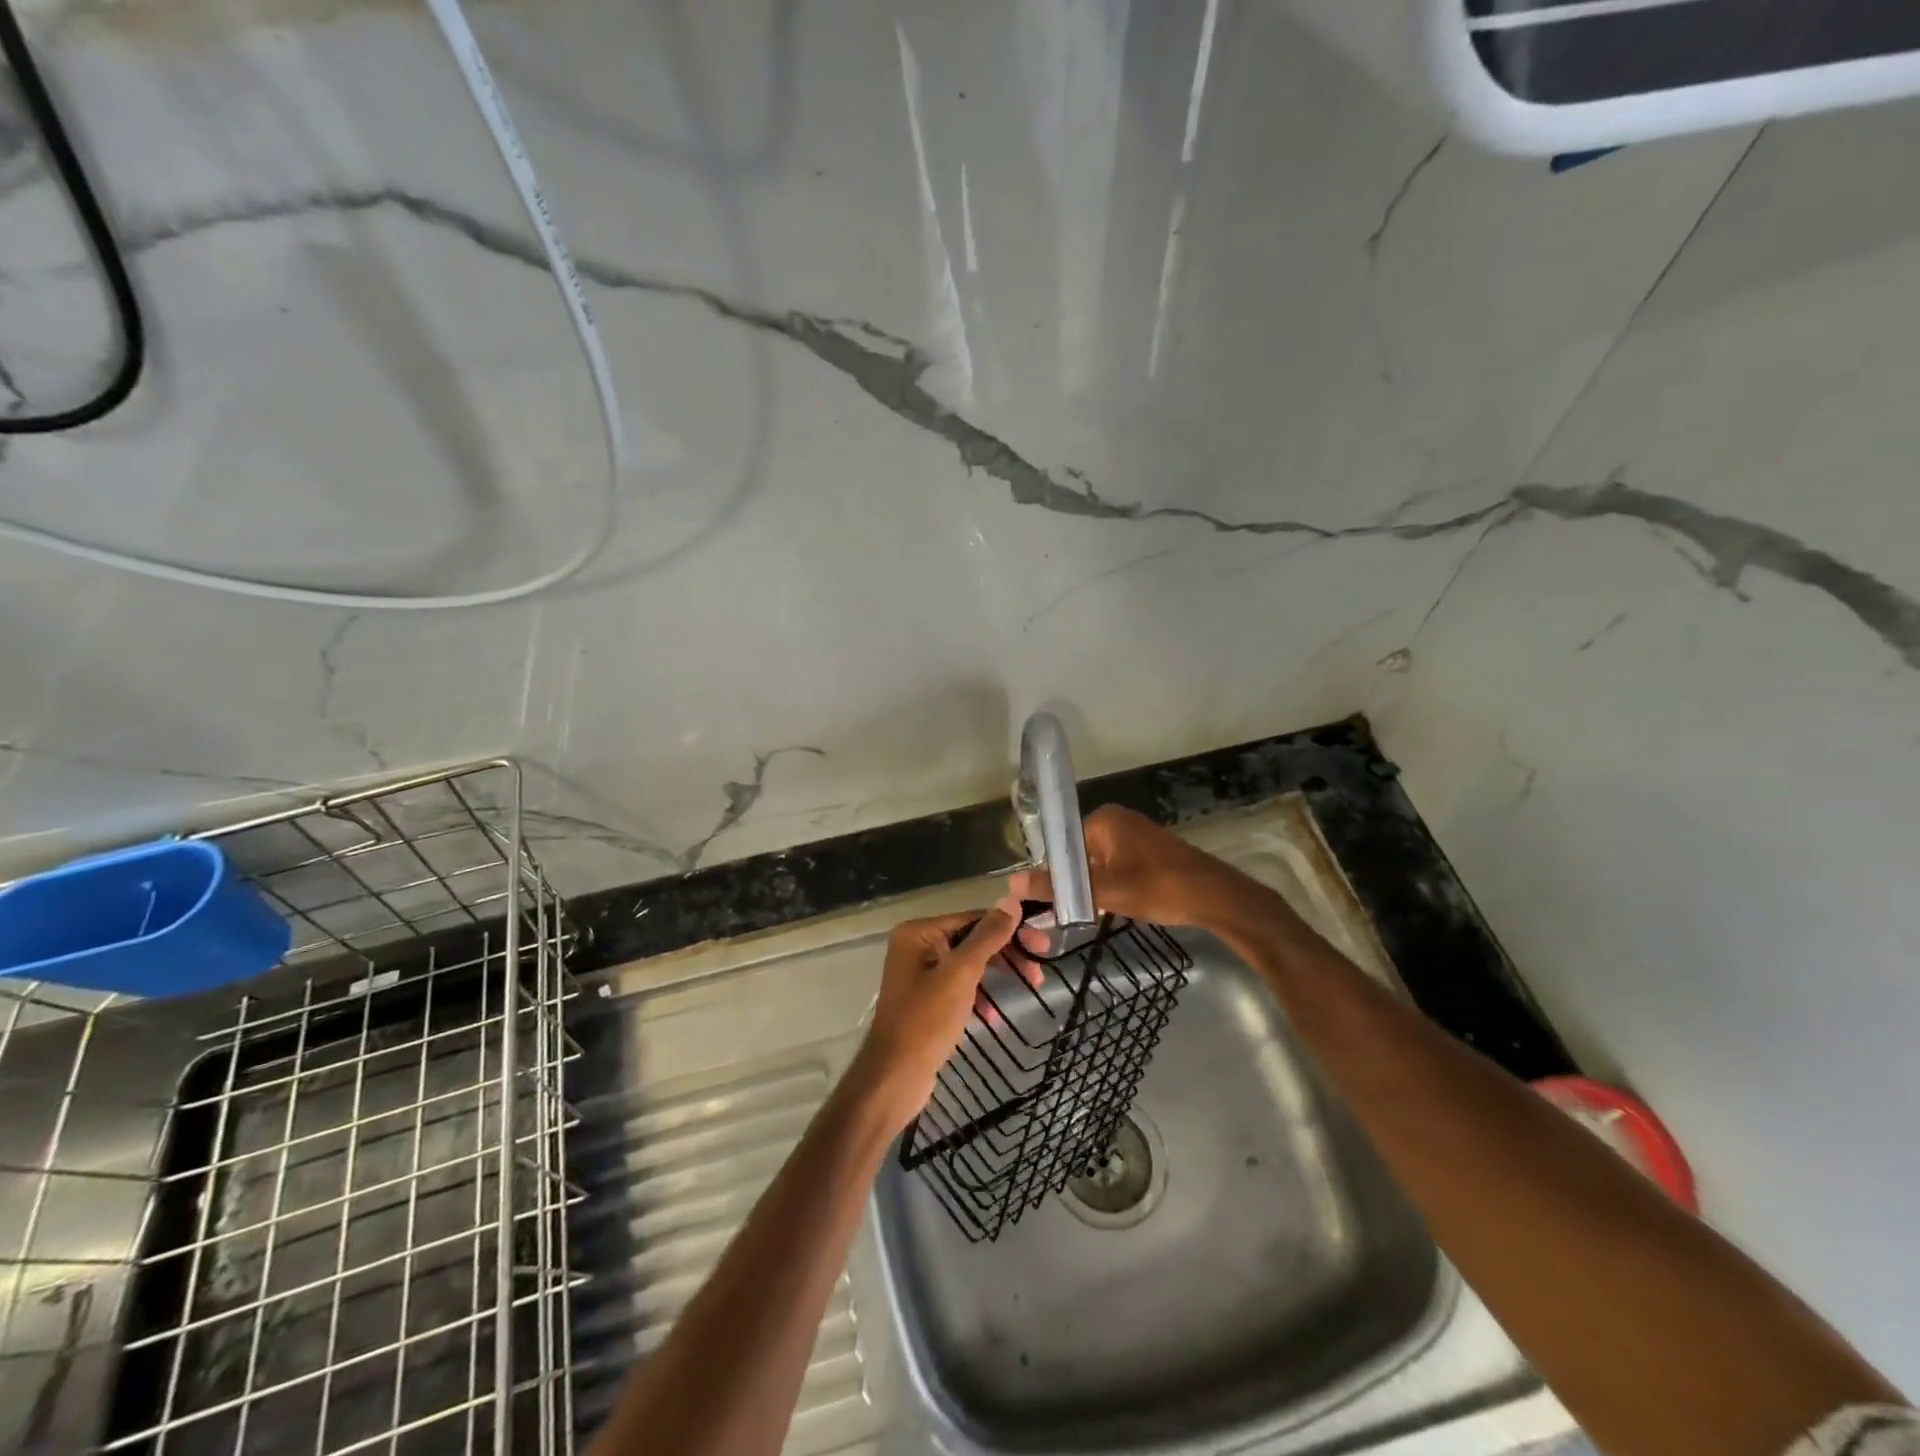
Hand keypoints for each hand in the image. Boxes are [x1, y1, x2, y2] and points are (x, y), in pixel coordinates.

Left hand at [853, 898, 1021, 1132]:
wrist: (894, 1078)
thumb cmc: (925, 1020)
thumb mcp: (960, 974)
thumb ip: (987, 937)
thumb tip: (1011, 901)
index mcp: (918, 933)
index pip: (972, 919)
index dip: (1009, 929)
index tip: (1042, 944)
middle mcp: (916, 947)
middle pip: (971, 941)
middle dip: (1006, 954)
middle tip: (1039, 970)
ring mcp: (919, 975)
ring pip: (968, 965)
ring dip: (997, 975)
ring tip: (1030, 987)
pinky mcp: (926, 1001)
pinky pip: (960, 988)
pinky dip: (979, 997)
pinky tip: (993, 1017)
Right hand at [1010, 804, 1232, 928]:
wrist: (1214, 897)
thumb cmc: (1157, 886)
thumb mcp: (1104, 891)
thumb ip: (1057, 888)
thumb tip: (1011, 885)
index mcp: (1104, 819)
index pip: (1062, 845)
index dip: (1054, 875)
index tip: (1050, 903)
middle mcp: (1117, 820)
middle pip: (1079, 854)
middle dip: (1075, 883)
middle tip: (1071, 912)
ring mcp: (1135, 835)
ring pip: (1098, 864)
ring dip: (1094, 888)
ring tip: (1091, 914)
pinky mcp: (1149, 852)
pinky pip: (1117, 867)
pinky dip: (1112, 886)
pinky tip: (1113, 908)